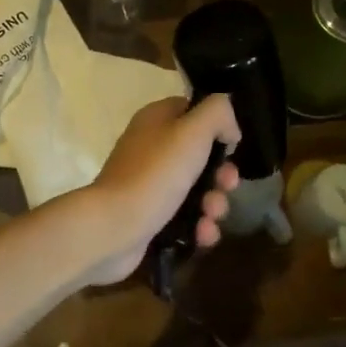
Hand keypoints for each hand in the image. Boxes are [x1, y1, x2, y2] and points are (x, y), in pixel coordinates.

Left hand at [80, 95, 240, 285]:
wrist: (113, 228)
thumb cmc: (155, 173)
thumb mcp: (193, 131)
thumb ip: (218, 113)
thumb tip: (229, 128)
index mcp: (157, 120)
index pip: (193, 111)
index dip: (217, 126)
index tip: (232, 144)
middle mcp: (152, 148)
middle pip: (201, 155)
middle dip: (221, 174)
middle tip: (227, 185)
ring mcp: (150, 184)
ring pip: (197, 189)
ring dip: (214, 203)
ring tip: (211, 216)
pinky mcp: (151, 216)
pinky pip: (186, 217)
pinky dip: (198, 225)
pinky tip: (202, 234)